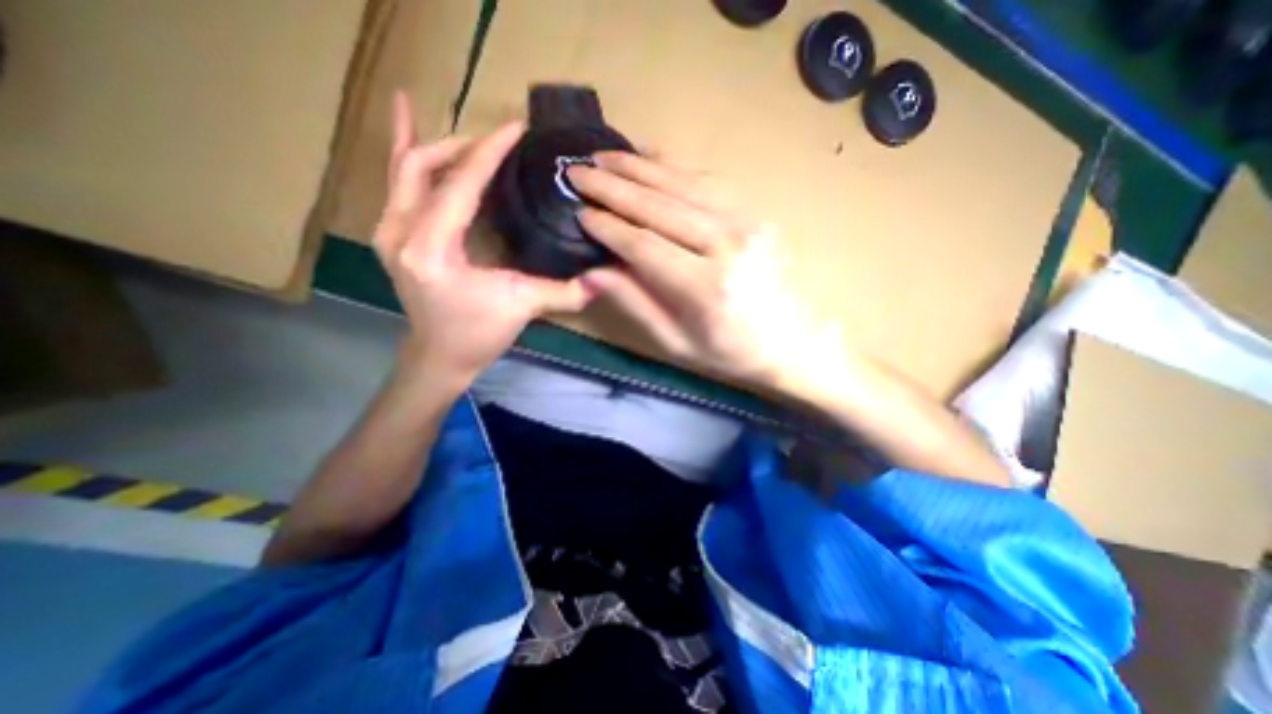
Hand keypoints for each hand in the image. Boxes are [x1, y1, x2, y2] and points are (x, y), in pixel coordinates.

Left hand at [374, 92, 594, 389]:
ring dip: (442, 147)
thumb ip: (564, 292)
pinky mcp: (391, 234)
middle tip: (500, 143)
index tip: (516, 128)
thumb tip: (604, 281)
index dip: (489, 153)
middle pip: (424, 164)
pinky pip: (397, 181)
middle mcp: (399, 231)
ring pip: (406, 168)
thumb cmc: (476, 334)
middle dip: (465, 147)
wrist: (439, 357)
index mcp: (431, 248)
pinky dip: (404, 148)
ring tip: (474, 136)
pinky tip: (404, 113)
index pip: (461, 185)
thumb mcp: (522, 308)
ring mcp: (388, 230)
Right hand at [569, 153, 842, 394]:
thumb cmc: (732, 352)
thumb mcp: (678, 343)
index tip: (580, 213)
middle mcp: (726, 246)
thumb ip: (636, 304)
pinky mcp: (755, 213)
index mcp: (705, 287)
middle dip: (613, 187)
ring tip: (603, 156)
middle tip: (577, 172)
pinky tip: (647, 156)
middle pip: (659, 206)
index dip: (609, 228)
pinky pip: (708, 180)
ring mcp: (746, 223)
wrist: (793, 341)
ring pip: (682, 184)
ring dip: (638, 167)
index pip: (644, 246)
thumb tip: (591, 274)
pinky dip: (673, 165)